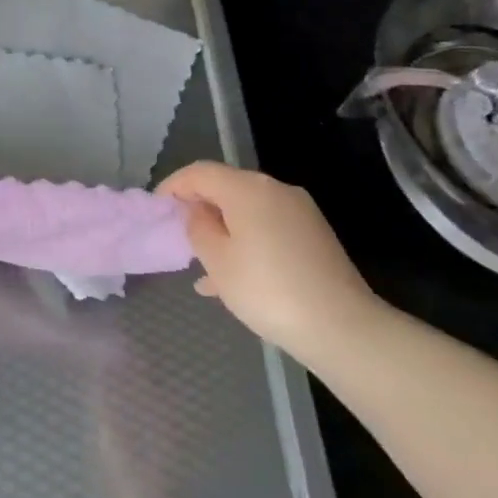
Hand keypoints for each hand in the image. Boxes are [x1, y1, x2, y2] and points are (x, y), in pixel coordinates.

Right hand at [158, 161, 381, 357]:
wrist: (340, 325)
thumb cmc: (267, 290)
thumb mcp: (218, 261)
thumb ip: (199, 229)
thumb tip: (197, 211)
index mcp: (248, 189)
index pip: (200, 172)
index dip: (174, 186)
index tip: (156, 208)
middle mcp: (276, 190)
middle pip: (227, 188)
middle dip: (199, 209)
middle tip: (179, 237)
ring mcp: (299, 211)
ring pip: (248, 212)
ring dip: (222, 230)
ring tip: (203, 266)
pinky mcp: (313, 235)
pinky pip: (268, 228)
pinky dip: (246, 242)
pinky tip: (235, 278)